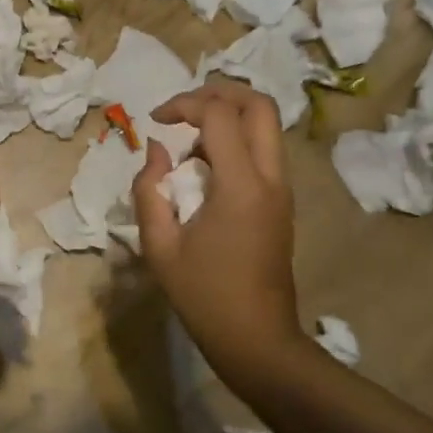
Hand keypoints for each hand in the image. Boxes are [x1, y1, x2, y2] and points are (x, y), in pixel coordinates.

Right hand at [131, 79, 302, 378]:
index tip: (155, 120)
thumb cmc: (203, 296)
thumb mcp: (159, 245)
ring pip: (266, 124)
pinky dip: (235, 139)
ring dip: (228, 115)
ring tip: (189, 137)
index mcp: (240, 186)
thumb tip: (156, 149)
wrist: (257, 340)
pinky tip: (204, 165)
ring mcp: (282, 189)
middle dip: (218, 91)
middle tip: (182, 108)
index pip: (218, 114)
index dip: (183, 104)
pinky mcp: (282, 201)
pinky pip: (263, 149)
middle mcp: (270, 178)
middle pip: (258, 104)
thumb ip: (149, 189)